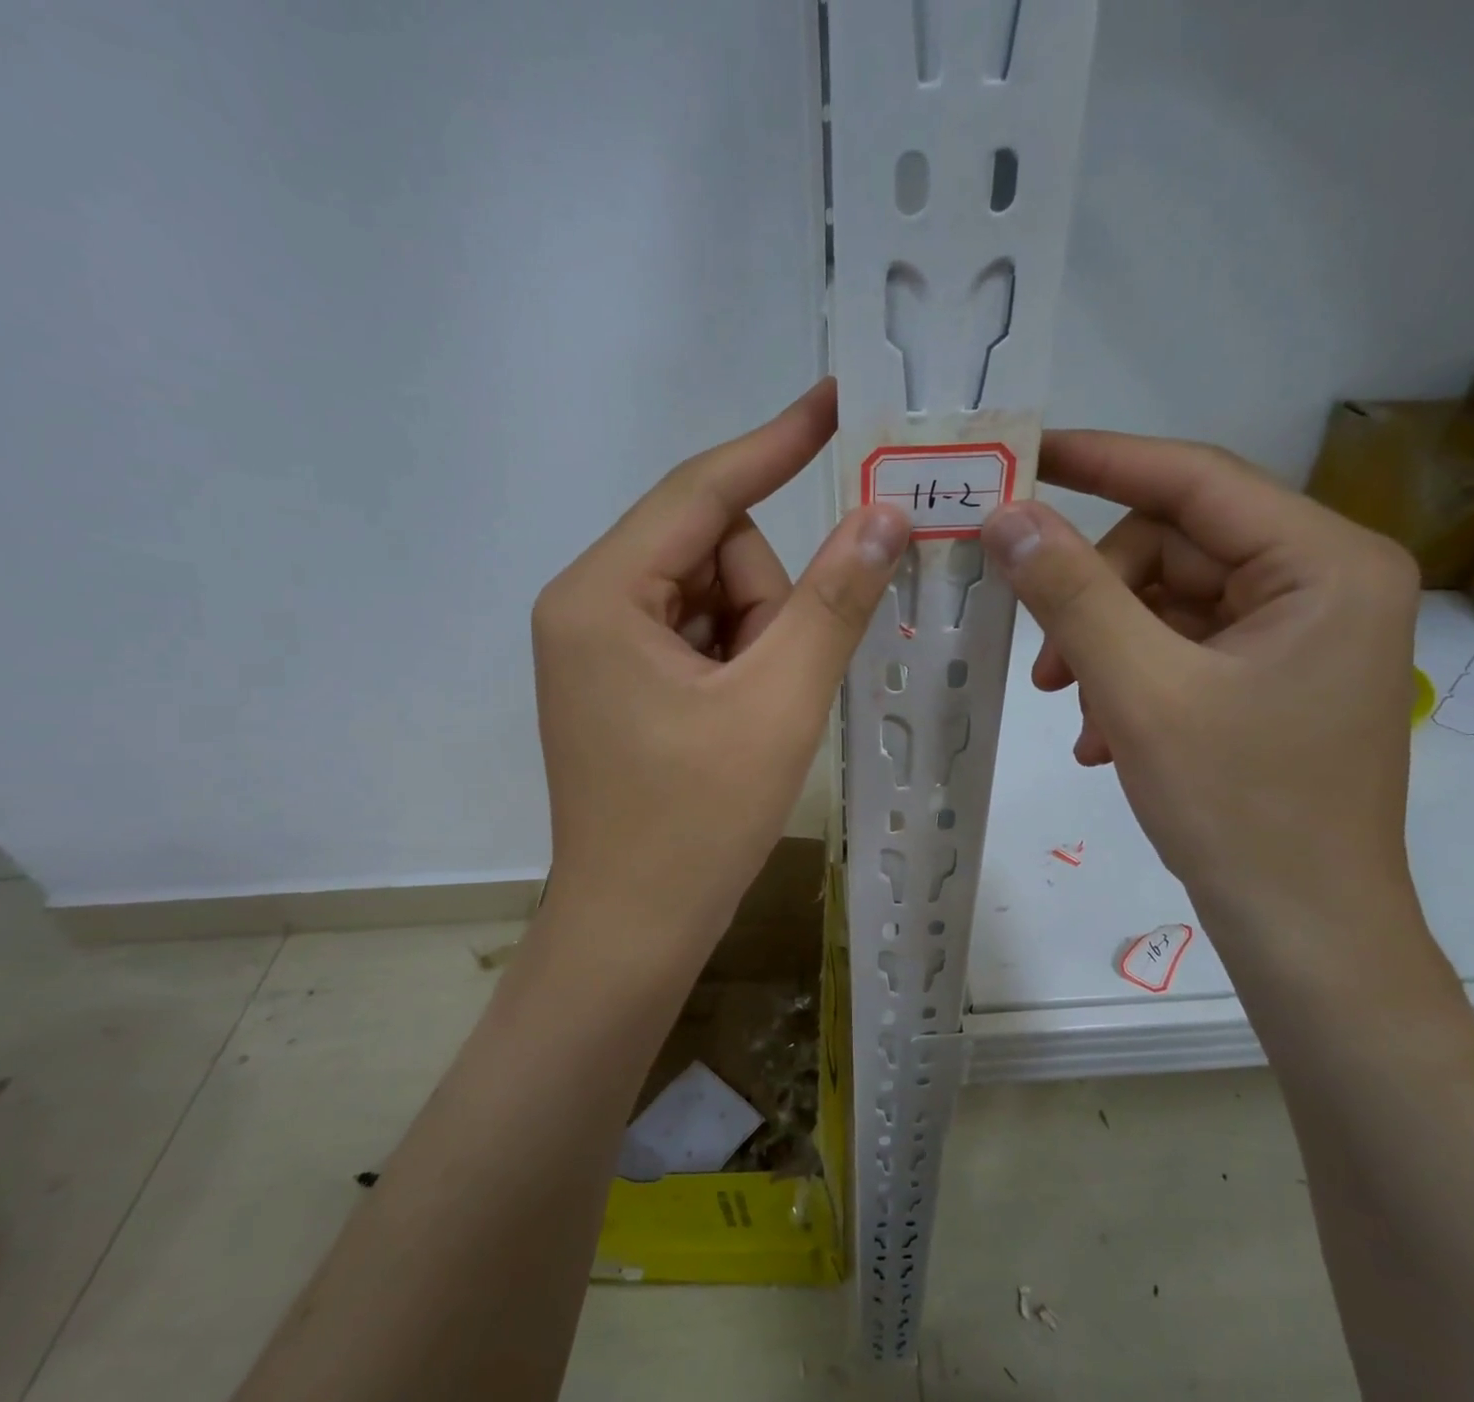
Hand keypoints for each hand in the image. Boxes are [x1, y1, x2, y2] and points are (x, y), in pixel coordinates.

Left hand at [532, 380, 910, 970]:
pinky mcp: (620, 683)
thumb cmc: (697, 822)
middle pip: (712, 553)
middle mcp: (587, 606)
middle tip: (778, 685)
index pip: (701, 492)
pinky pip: (699, 637)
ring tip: (756, 718)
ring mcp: (600, 648)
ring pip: (713, 599)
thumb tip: (886, 514)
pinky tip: (740, 724)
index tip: (833, 399)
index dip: (773, 444)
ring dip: (757, 644)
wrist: (634, 929)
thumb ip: (833, 600)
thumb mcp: (779, 703)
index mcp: (602, 595)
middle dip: (765, 606)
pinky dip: (739, 663)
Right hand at [980, 432, 1420, 931]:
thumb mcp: (1139, 691)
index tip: (1023, 455)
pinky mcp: (1271, 676)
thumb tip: (1005, 517)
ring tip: (1082, 718)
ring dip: (1106, 651)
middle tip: (1048, 671)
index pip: (1196, 478)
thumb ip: (1071, 594)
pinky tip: (1107, 738)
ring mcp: (1298, 633)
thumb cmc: (1238, 809)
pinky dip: (1130, 680)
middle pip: (1174, 549)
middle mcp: (1323, 582)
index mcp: (1325, 564)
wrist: (1303, 931)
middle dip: (1098, 602)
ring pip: (1166, 603)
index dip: (1102, 460)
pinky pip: (1179, 647)